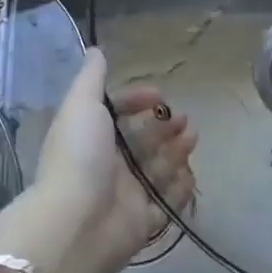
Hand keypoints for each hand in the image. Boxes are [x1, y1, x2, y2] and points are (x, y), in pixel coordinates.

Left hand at [0, 49, 196, 272]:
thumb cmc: (79, 156)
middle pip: (140, 140)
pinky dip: (180, 187)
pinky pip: (167, 202)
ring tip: (193, 136)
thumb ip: (91, 78)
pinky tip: (191, 172)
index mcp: (89, 136)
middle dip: (163, 126)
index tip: (159, 95)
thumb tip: (95, 49)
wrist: (77, 223)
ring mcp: (125, 195)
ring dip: (176, 150)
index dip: (137, 100)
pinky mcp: (143, 222)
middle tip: (185, 119)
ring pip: (156, 168)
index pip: (116, 112)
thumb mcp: (81, 105)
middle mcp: (106, 164)